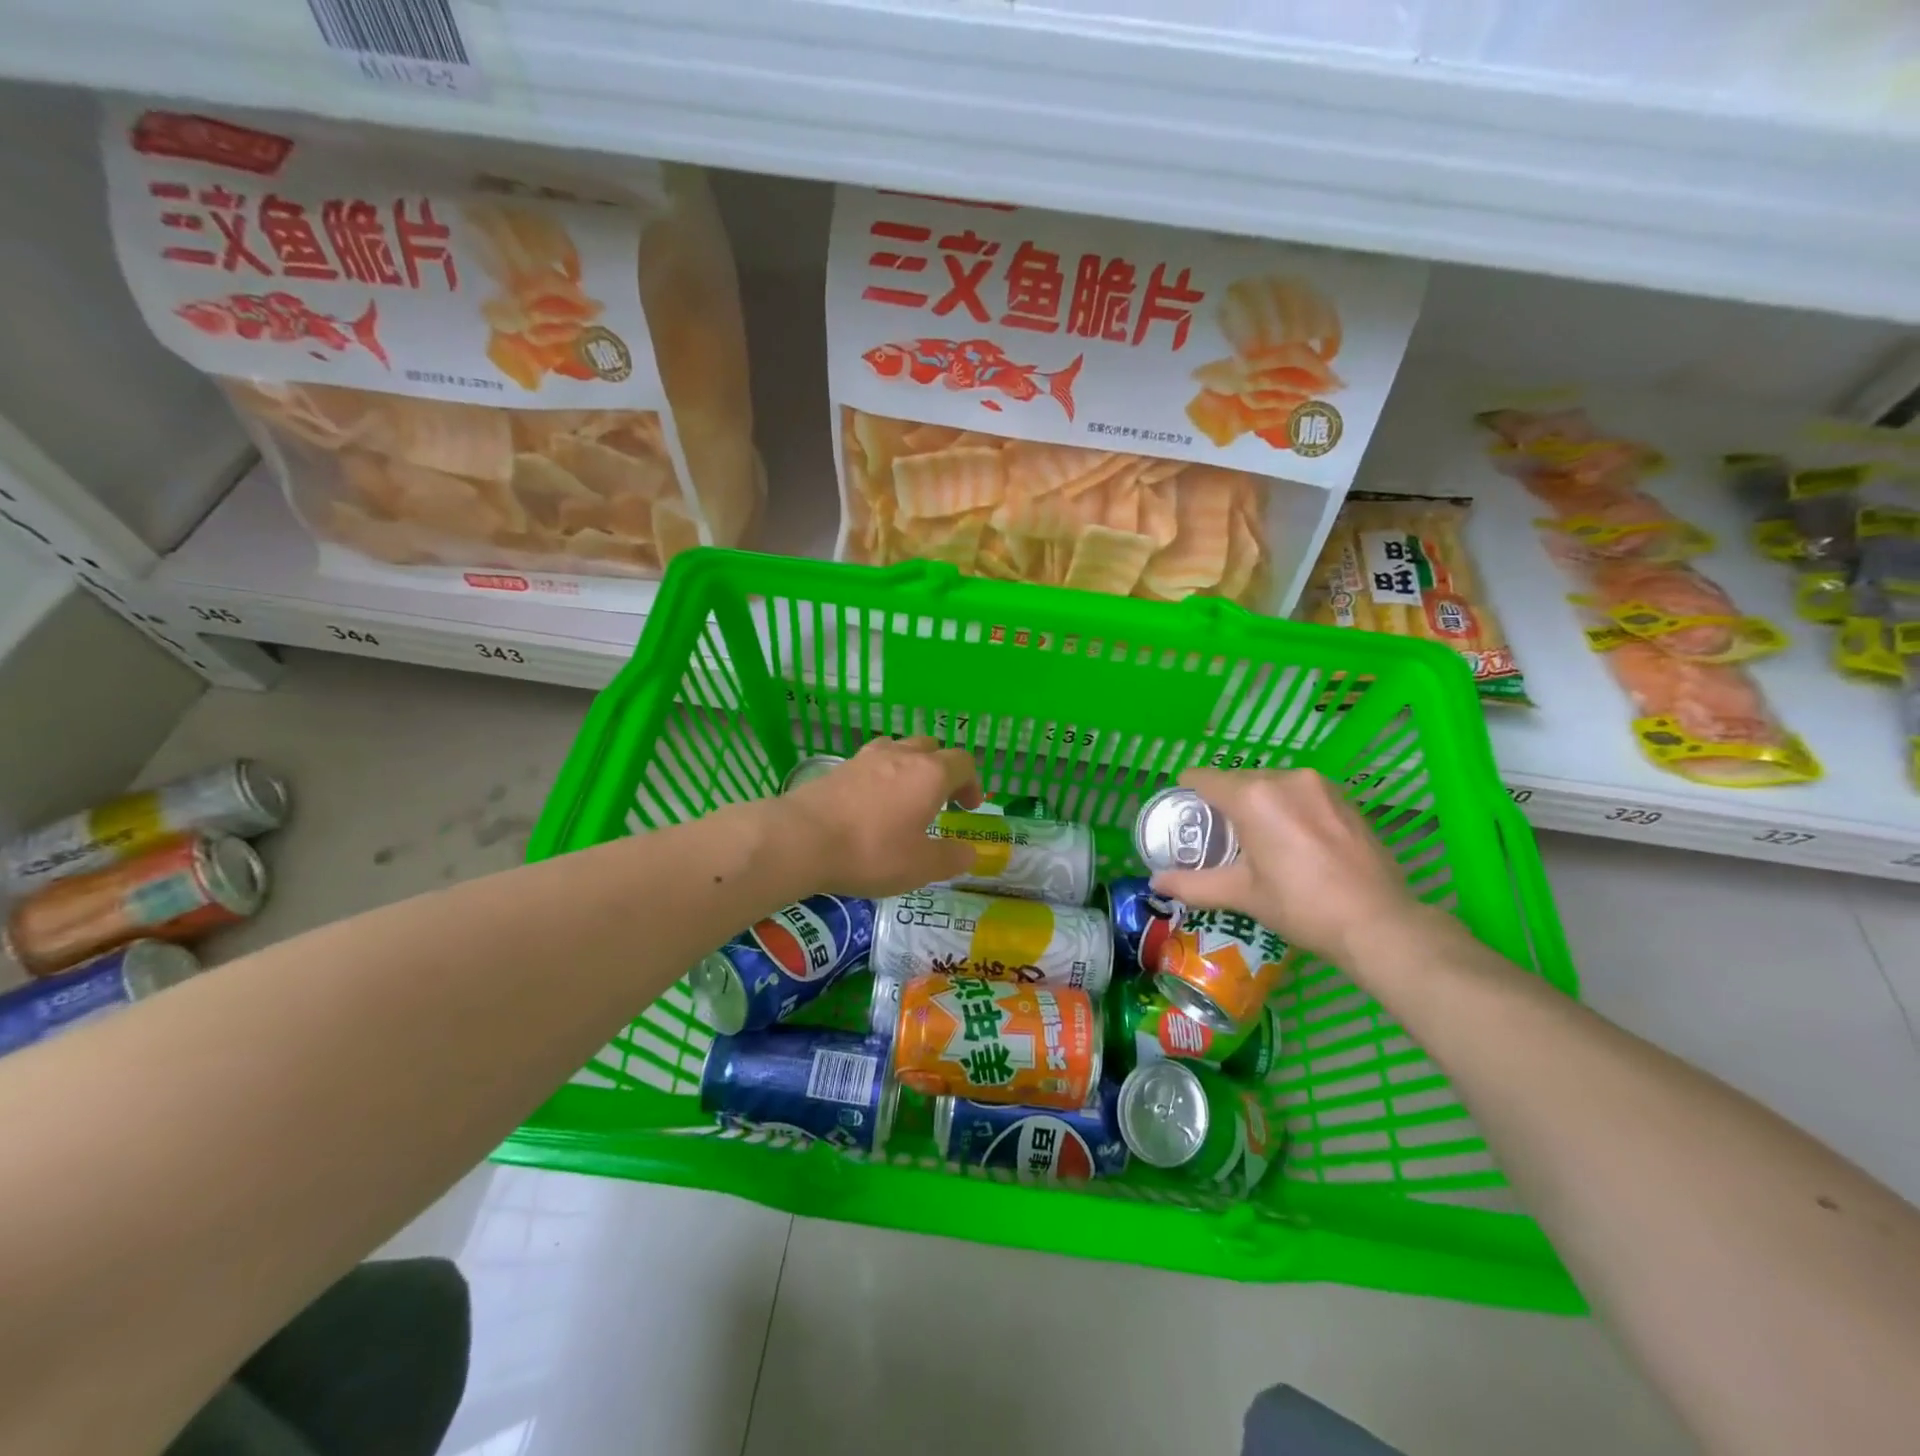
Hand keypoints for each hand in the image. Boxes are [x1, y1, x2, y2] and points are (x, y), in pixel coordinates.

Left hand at [778, 737, 982, 898]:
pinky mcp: (839, 767)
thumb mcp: (921, 866)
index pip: (963, 762)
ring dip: (910, 767)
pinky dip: (880, 776)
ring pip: (899, 749)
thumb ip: (951, 858)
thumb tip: (969, 852)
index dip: (972, 783)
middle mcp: (901, 755)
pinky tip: (870, 804)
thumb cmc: (871, 852)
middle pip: (932, 747)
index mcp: (930, 774)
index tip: (968, 807)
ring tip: (904, 798)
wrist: (801, 839)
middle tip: (939, 800)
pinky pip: (871, 762)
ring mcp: (867, 757)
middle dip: (942, 770)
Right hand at [1148, 767, 1434, 967]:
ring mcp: (1319, 785)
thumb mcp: (1242, 895)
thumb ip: (1193, 885)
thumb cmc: (1301, 906)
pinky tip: (1296, 841)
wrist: (1378, 922)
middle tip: (1221, 837)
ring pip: (1271, 784)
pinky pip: (1300, 792)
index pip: (1204, 778)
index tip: (1184, 813)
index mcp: (1252, 797)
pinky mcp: (1344, 797)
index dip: (1187, 792)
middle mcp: (1284, 778)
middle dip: (1225, 803)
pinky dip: (1288, 808)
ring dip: (1258, 804)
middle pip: (1238, 780)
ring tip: (1259, 840)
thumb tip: (1154, 884)